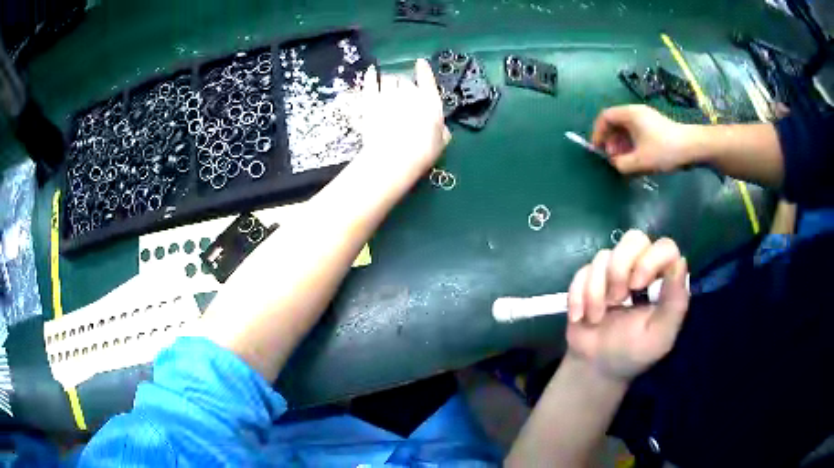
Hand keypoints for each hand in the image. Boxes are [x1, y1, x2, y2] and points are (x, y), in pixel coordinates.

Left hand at [355, 59, 450, 191]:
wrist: (394, 158)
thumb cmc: (423, 152)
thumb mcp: (441, 142)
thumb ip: (441, 131)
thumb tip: (440, 128)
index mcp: (429, 101)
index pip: (427, 80)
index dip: (424, 70)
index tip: (420, 62)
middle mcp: (409, 93)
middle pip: (405, 81)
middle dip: (404, 84)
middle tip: (401, 92)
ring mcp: (388, 96)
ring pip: (388, 79)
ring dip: (389, 80)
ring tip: (388, 84)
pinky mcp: (370, 102)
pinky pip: (370, 83)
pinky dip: (371, 76)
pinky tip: (371, 71)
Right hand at [566, 230, 688, 381]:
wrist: (595, 367)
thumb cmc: (633, 353)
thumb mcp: (660, 336)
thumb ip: (675, 303)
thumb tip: (680, 262)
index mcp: (662, 280)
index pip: (665, 247)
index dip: (650, 259)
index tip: (638, 286)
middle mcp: (640, 269)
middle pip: (633, 239)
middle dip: (619, 269)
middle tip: (617, 299)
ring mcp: (612, 272)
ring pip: (603, 256)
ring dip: (596, 291)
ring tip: (597, 317)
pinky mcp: (588, 279)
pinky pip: (581, 272)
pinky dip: (578, 296)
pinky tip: (580, 317)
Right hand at [591, 105, 692, 173]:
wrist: (693, 147)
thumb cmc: (665, 150)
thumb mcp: (641, 161)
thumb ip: (622, 164)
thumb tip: (615, 163)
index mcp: (630, 114)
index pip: (605, 117)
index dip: (598, 133)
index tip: (598, 150)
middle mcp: (636, 112)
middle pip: (615, 123)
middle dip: (610, 141)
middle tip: (613, 159)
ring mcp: (646, 118)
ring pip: (626, 129)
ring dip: (621, 145)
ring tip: (625, 161)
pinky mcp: (655, 127)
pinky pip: (636, 133)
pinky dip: (632, 144)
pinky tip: (637, 159)